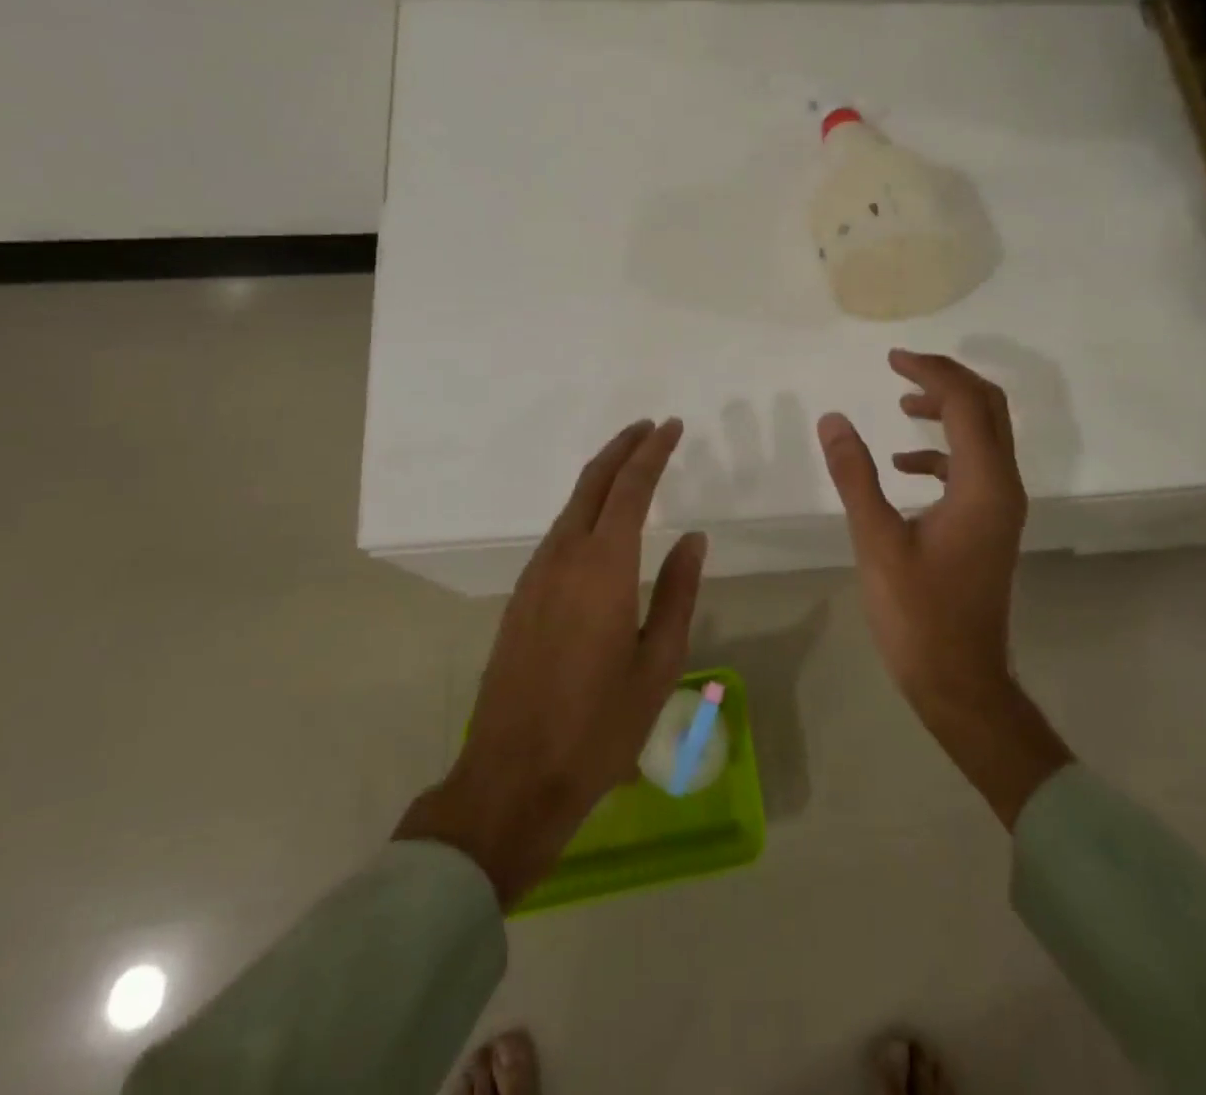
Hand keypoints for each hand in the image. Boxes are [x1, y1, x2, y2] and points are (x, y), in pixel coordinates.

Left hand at [396, 419, 705, 906]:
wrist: (513, 777)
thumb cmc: (600, 726)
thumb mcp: (658, 663)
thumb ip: (678, 592)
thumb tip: (692, 538)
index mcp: (603, 568)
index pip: (630, 488)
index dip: (652, 452)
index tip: (671, 427)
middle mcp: (563, 558)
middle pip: (592, 484)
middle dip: (621, 449)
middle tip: (649, 429)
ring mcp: (535, 577)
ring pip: (570, 507)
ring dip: (600, 478)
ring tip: (630, 466)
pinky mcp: (520, 598)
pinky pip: (557, 535)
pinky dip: (583, 510)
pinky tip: (598, 522)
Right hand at [817, 350, 1070, 824]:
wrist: (959, 680)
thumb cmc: (917, 614)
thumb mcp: (877, 541)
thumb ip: (856, 475)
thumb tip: (834, 419)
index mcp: (983, 485)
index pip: (965, 404)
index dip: (930, 373)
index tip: (891, 359)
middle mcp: (1003, 487)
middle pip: (988, 409)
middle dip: (947, 380)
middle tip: (902, 367)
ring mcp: (1000, 508)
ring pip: (984, 436)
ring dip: (948, 411)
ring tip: (902, 404)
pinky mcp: (989, 525)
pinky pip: (973, 467)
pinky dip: (942, 451)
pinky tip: (904, 465)